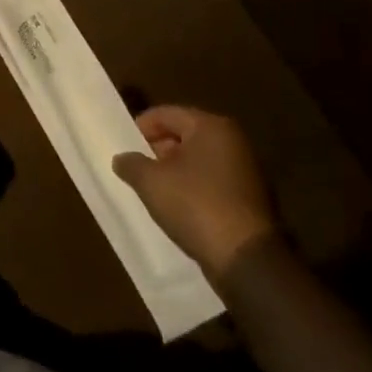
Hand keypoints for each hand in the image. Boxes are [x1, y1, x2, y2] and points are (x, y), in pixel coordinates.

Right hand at [112, 106, 277, 279]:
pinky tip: (176, 205)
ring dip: (174, 170)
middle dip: (158, 148)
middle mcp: (233, 141)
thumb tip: (122, 159)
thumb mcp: (150, 182)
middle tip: (137, 166)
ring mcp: (245, 170)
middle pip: (184, 134)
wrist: (245, 258)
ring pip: (198, 160)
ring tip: (152, 188)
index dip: (141, 126)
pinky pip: (211, 181)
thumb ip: (131, 164)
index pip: (166, 114)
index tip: (124, 144)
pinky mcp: (249, 197)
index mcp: (211, 127)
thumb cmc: (195, 205)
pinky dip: (192, 187)